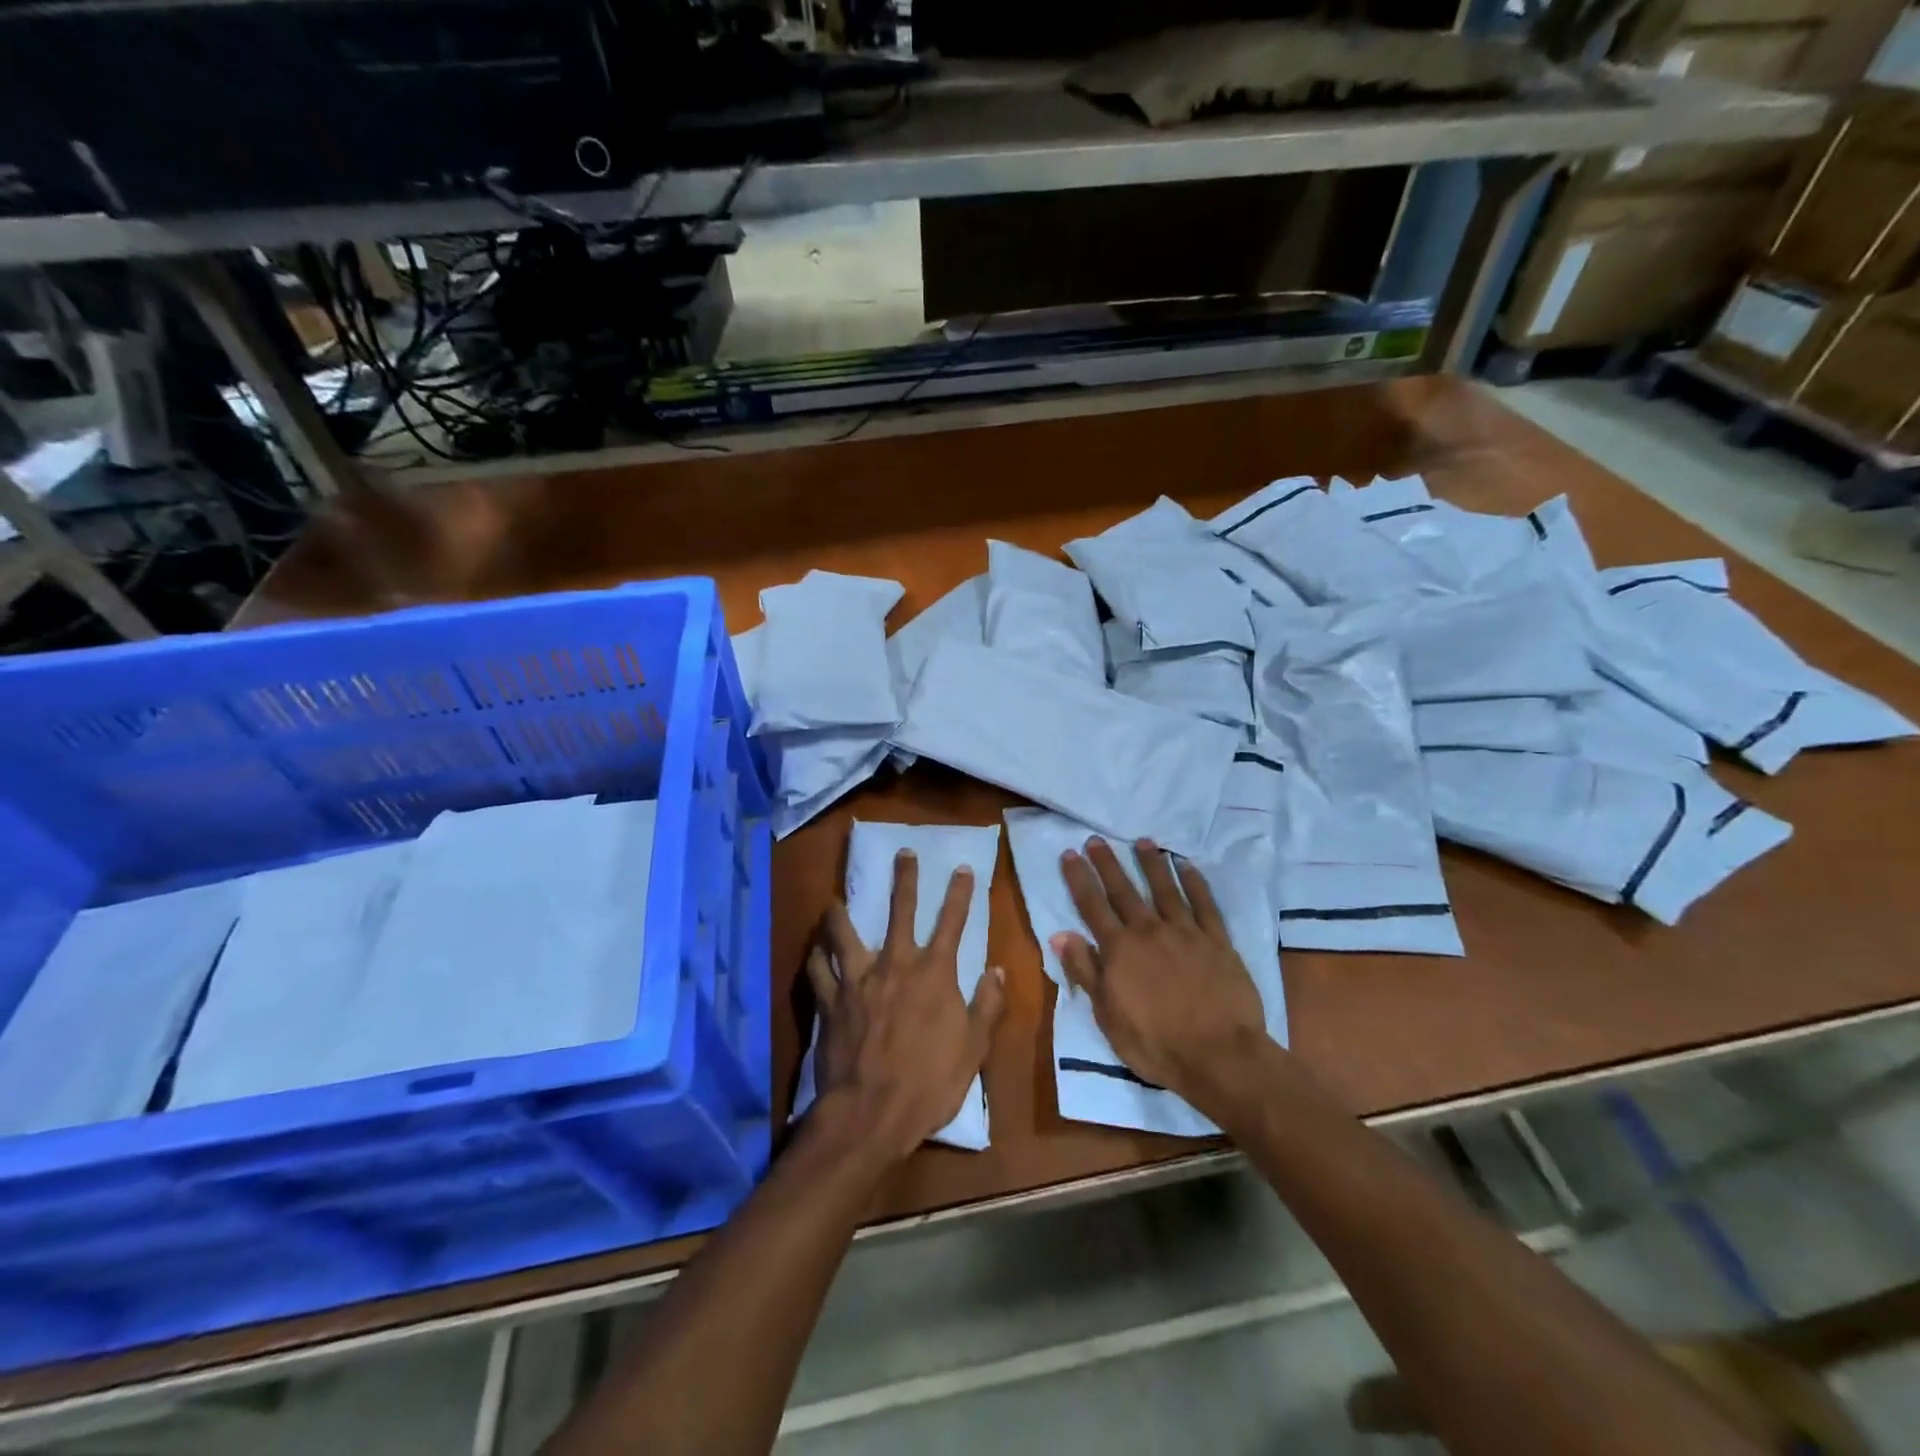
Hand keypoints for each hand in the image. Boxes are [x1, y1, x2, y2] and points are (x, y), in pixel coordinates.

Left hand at [806, 850, 1005, 1165]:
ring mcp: (858, 980)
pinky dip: (816, 958)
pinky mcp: (830, 1001)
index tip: (962, 867)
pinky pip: (817, 970)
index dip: (960, 893)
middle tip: (903, 852)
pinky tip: (814, 952)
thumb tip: (997, 971)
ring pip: (844, 932)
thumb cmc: (929, 1082)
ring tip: (835, 902)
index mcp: (934, 973)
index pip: (952, 922)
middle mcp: (894, 964)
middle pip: (900, 910)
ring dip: (840, 914)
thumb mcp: (973, 1048)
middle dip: (904, 878)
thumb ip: (987, 1006)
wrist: (871, 1112)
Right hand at [1055, 838, 1271, 1109]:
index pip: (1092, 906)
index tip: (1070, 854)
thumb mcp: (1107, 1015)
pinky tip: (1187, 866)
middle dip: (1108, 864)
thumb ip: (1085, 971)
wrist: (1220, 1056)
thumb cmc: (1156, 1043)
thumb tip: (1060, 934)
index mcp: (1120, 949)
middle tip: (1097, 839)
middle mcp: (1150, 931)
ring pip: (1165, 889)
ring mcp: (1186, 933)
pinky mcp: (1217, 941)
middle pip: (1124, 891)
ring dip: (1151, 864)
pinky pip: (1205, 904)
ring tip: (1142, 841)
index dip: (1079, 879)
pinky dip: (1195, 882)